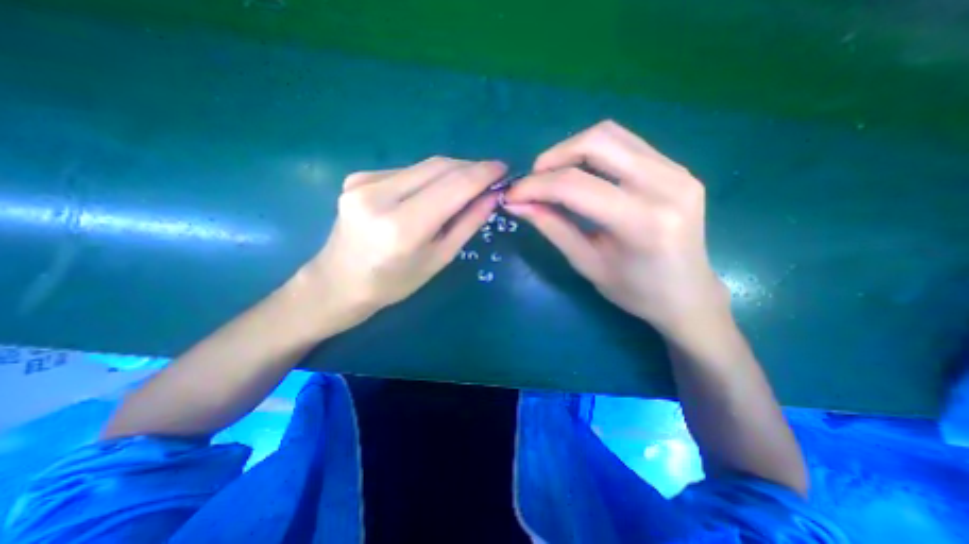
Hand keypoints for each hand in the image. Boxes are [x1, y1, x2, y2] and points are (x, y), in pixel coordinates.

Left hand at [299, 155, 503, 328]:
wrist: (339, 281)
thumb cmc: (394, 283)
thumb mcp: (439, 259)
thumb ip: (467, 224)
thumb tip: (491, 196)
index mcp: (402, 227)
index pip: (453, 187)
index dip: (482, 174)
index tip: (503, 169)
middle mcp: (378, 196)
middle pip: (438, 167)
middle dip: (470, 168)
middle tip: (490, 177)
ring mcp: (363, 181)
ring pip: (424, 166)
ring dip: (451, 173)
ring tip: (466, 186)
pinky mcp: (357, 177)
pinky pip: (407, 171)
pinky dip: (428, 178)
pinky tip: (433, 192)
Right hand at [508, 121, 725, 340]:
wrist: (687, 294)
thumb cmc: (635, 291)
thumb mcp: (587, 263)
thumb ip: (552, 228)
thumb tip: (518, 204)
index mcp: (642, 222)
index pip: (576, 186)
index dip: (536, 186)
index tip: (513, 194)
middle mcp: (666, 185)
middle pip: (597, 142)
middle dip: (554, 157)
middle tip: (533, 180)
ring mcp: (677, 171)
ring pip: (611, 134)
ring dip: (572, 150)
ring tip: (553, 176)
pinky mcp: (678, 168)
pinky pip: (626, 144)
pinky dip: (593, 153)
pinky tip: (581, 174)